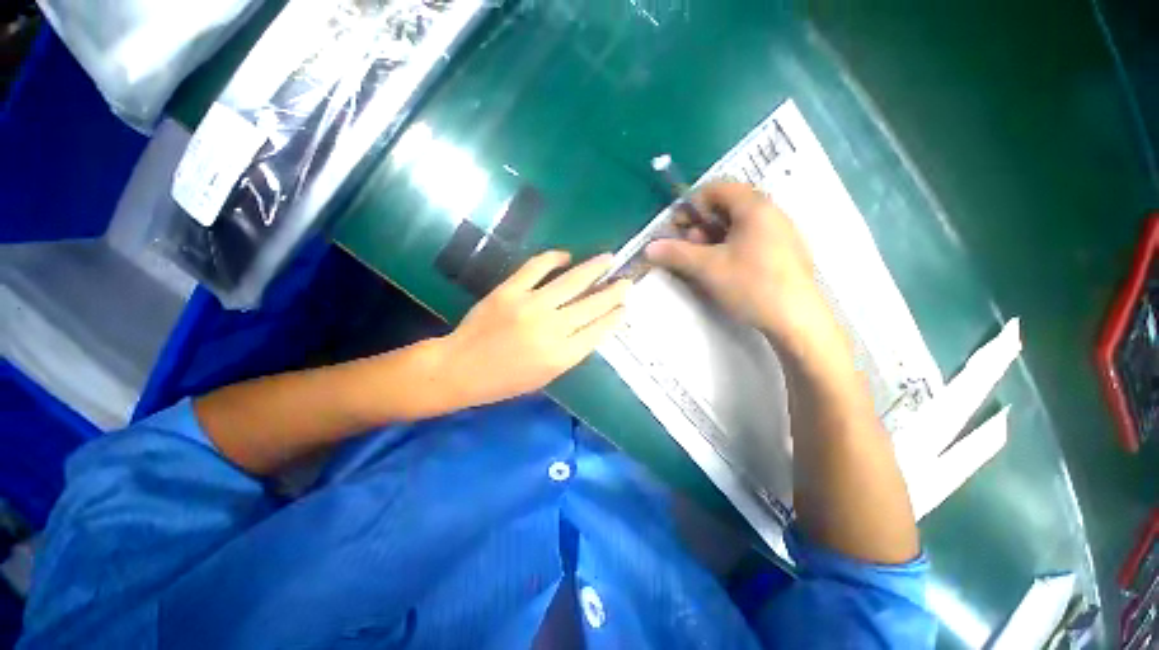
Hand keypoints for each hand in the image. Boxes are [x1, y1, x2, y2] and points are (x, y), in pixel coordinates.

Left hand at [441, 251, 630, 407]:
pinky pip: (537, 267)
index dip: (615, 316)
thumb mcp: (546, 376)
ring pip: (572, 281)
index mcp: (561, 356)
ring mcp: (530, 305)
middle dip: (613, 291)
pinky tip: (566, 256)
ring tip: (608, 258)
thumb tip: (592, 326)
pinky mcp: (509, 290)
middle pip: (592, 304)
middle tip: (626, 280)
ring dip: (594, 268)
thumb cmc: (505, 380)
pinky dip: (554, 258)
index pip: (598, 330)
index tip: (625, 306)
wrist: (461, 368)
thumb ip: (571, 352)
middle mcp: (551, 328)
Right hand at [645, 181, 840, 355]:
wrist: (797, 320)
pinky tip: (725, 269)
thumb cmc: (751, 286)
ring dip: (713, 237)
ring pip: (738, 224)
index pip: (716, 189)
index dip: (691, 206)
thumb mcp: (708, 268)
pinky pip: (751, 237)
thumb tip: (649, 248)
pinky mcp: (783, 251)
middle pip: (726, 206)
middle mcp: (770, 212)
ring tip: (704, 261)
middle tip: (689, 249)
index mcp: (754, 207)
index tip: (679, 230)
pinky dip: (730, 246)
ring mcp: (780, 231)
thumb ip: (676, 253)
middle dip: (700, 225)